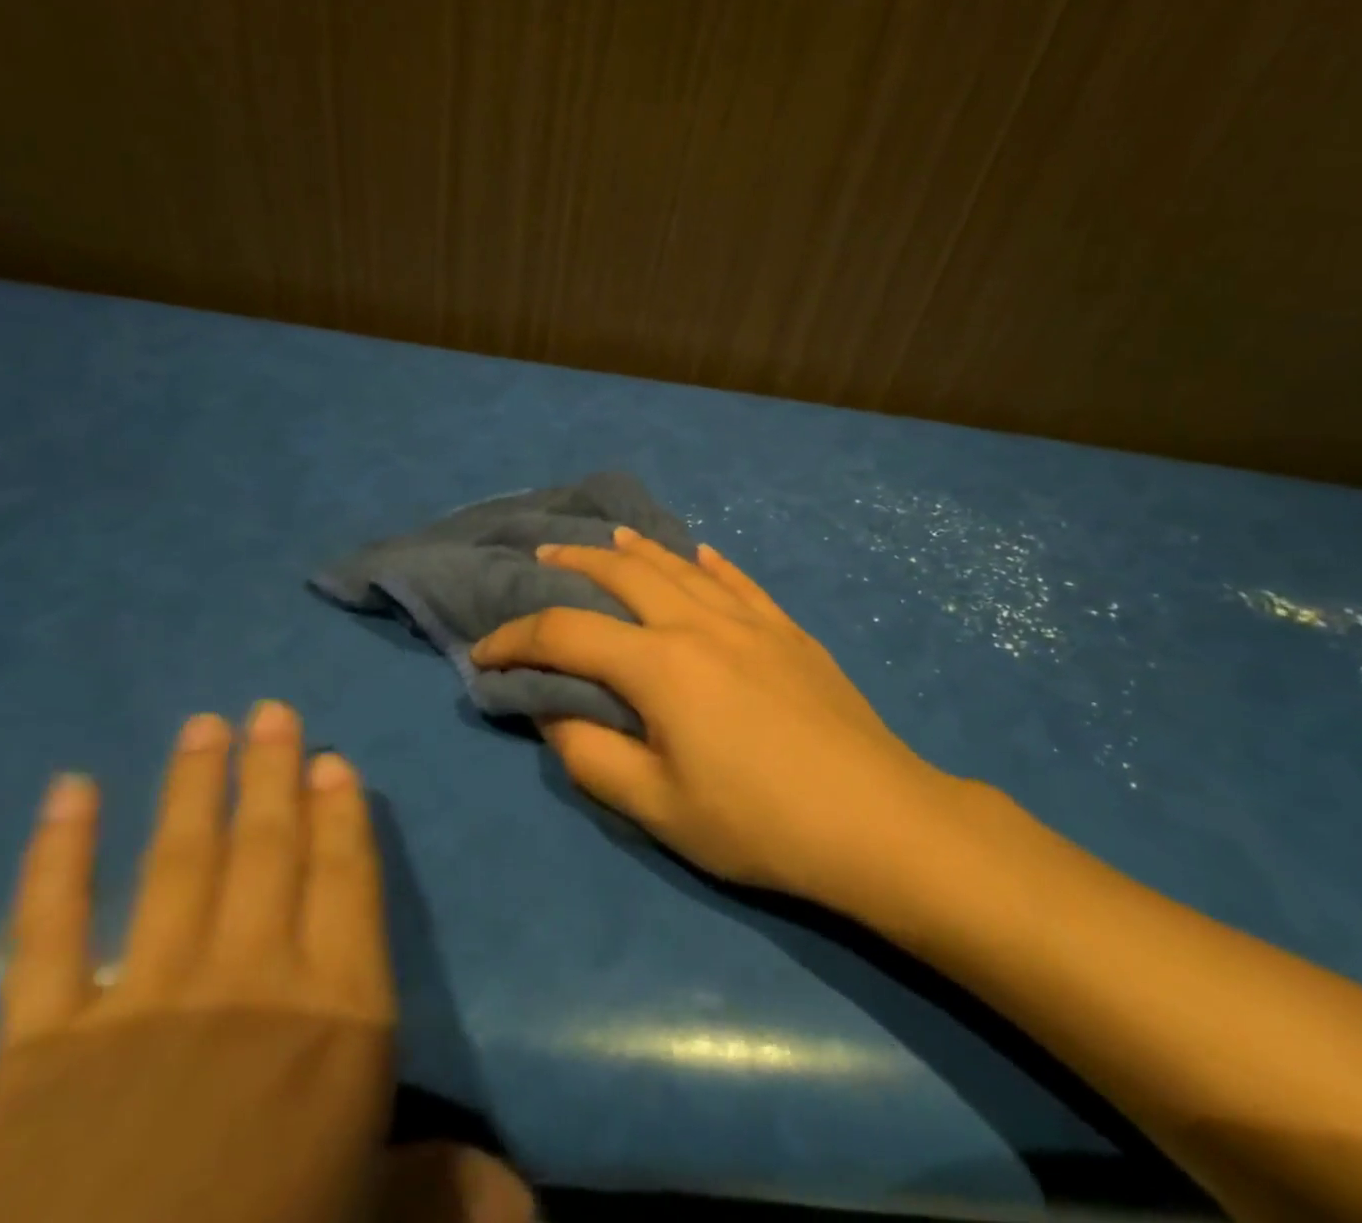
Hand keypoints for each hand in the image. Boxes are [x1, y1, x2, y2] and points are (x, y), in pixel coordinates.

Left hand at [0, 703, 394, 1222]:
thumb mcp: (371, 1218)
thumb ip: (442, 1185)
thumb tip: (517, 1191)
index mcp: (337, 1013)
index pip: (347, 881)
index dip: (341, 815)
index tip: (331, 760)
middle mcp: (252, 980)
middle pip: (269, 850)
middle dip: (273, 773)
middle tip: (271, 710)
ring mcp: (144, 1002)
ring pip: (180, 863)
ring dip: (195, 786)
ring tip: (204, 725)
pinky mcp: (40, 1045)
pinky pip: (48, 931)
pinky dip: (57, 856)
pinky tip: (68, 791)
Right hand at [471, 529, 950, 905]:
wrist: (877, 820)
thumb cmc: (760, 823)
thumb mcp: (658, 807)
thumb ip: (592, 756)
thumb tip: (555, 712)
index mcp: (661, 665)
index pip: (566, 635)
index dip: (515, 640)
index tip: (483, 654)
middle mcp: (700, 624)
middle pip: (624, 575)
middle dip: (574, 563)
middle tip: (542, 557)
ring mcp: (751, 621)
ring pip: (682, 566)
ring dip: (638, 549)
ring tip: (609, 538)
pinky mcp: (789, 631)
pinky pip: (740, 581)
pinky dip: (711, 562)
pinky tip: (701, 551)